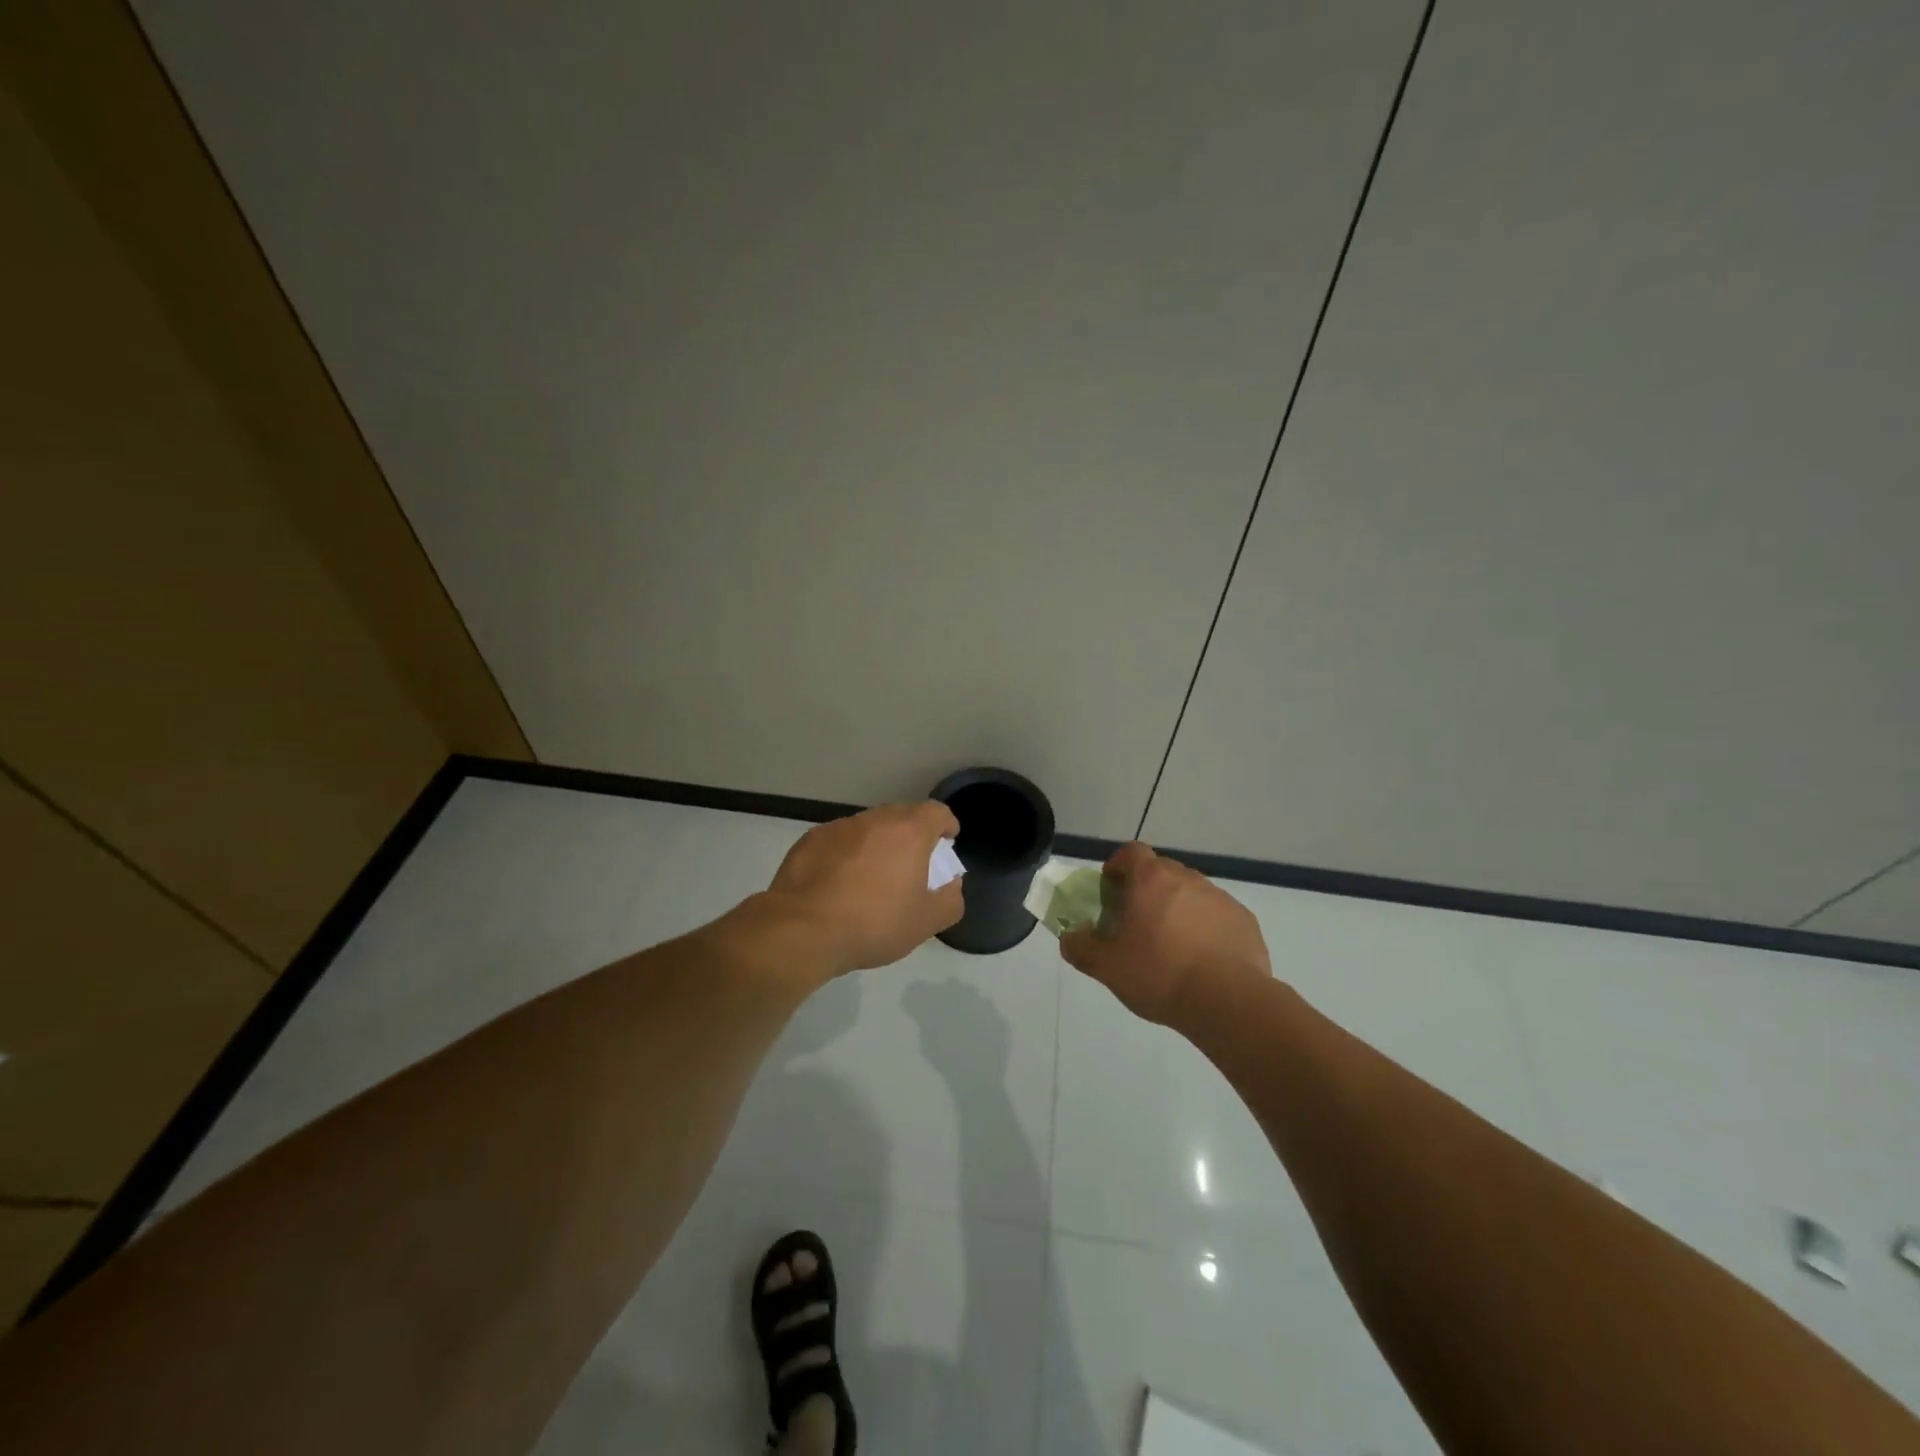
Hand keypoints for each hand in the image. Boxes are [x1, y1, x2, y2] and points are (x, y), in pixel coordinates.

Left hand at [765, 801, 963, 972]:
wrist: (802, 930)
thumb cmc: (873, 923)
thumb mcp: (925, 923)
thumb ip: (949, 900)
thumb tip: (951, 885)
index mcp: (908, 832)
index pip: (936, 812)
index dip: (946, 825)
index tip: (947, 842)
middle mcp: (874, 820)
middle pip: (901, 816)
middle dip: (911, 835)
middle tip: (912, 865)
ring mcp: (838, 827)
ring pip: (868, 828)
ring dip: (876, 844)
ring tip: (873, 877)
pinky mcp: (809, 840)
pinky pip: (838, 841)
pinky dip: (846, 855)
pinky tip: (838, 884)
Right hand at [1059, 842, 1270, 1028]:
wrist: (1227, 1001)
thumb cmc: (1159, 974)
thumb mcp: (1107, 967)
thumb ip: (1081, 948)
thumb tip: (1069, 938)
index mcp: (1151, 879)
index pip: (1131, 852)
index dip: (1118, 866)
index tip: (1112, 892)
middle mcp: (1187, 878)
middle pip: (1161, 871)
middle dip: (1146, 890)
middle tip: (1137, 924)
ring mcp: (1220, 897)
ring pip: (1190, 893)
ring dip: (1177, 909)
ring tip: (1171, 947)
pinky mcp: (1244, 920)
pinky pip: (1216, 915)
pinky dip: (1205, 928)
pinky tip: (1202, 960)